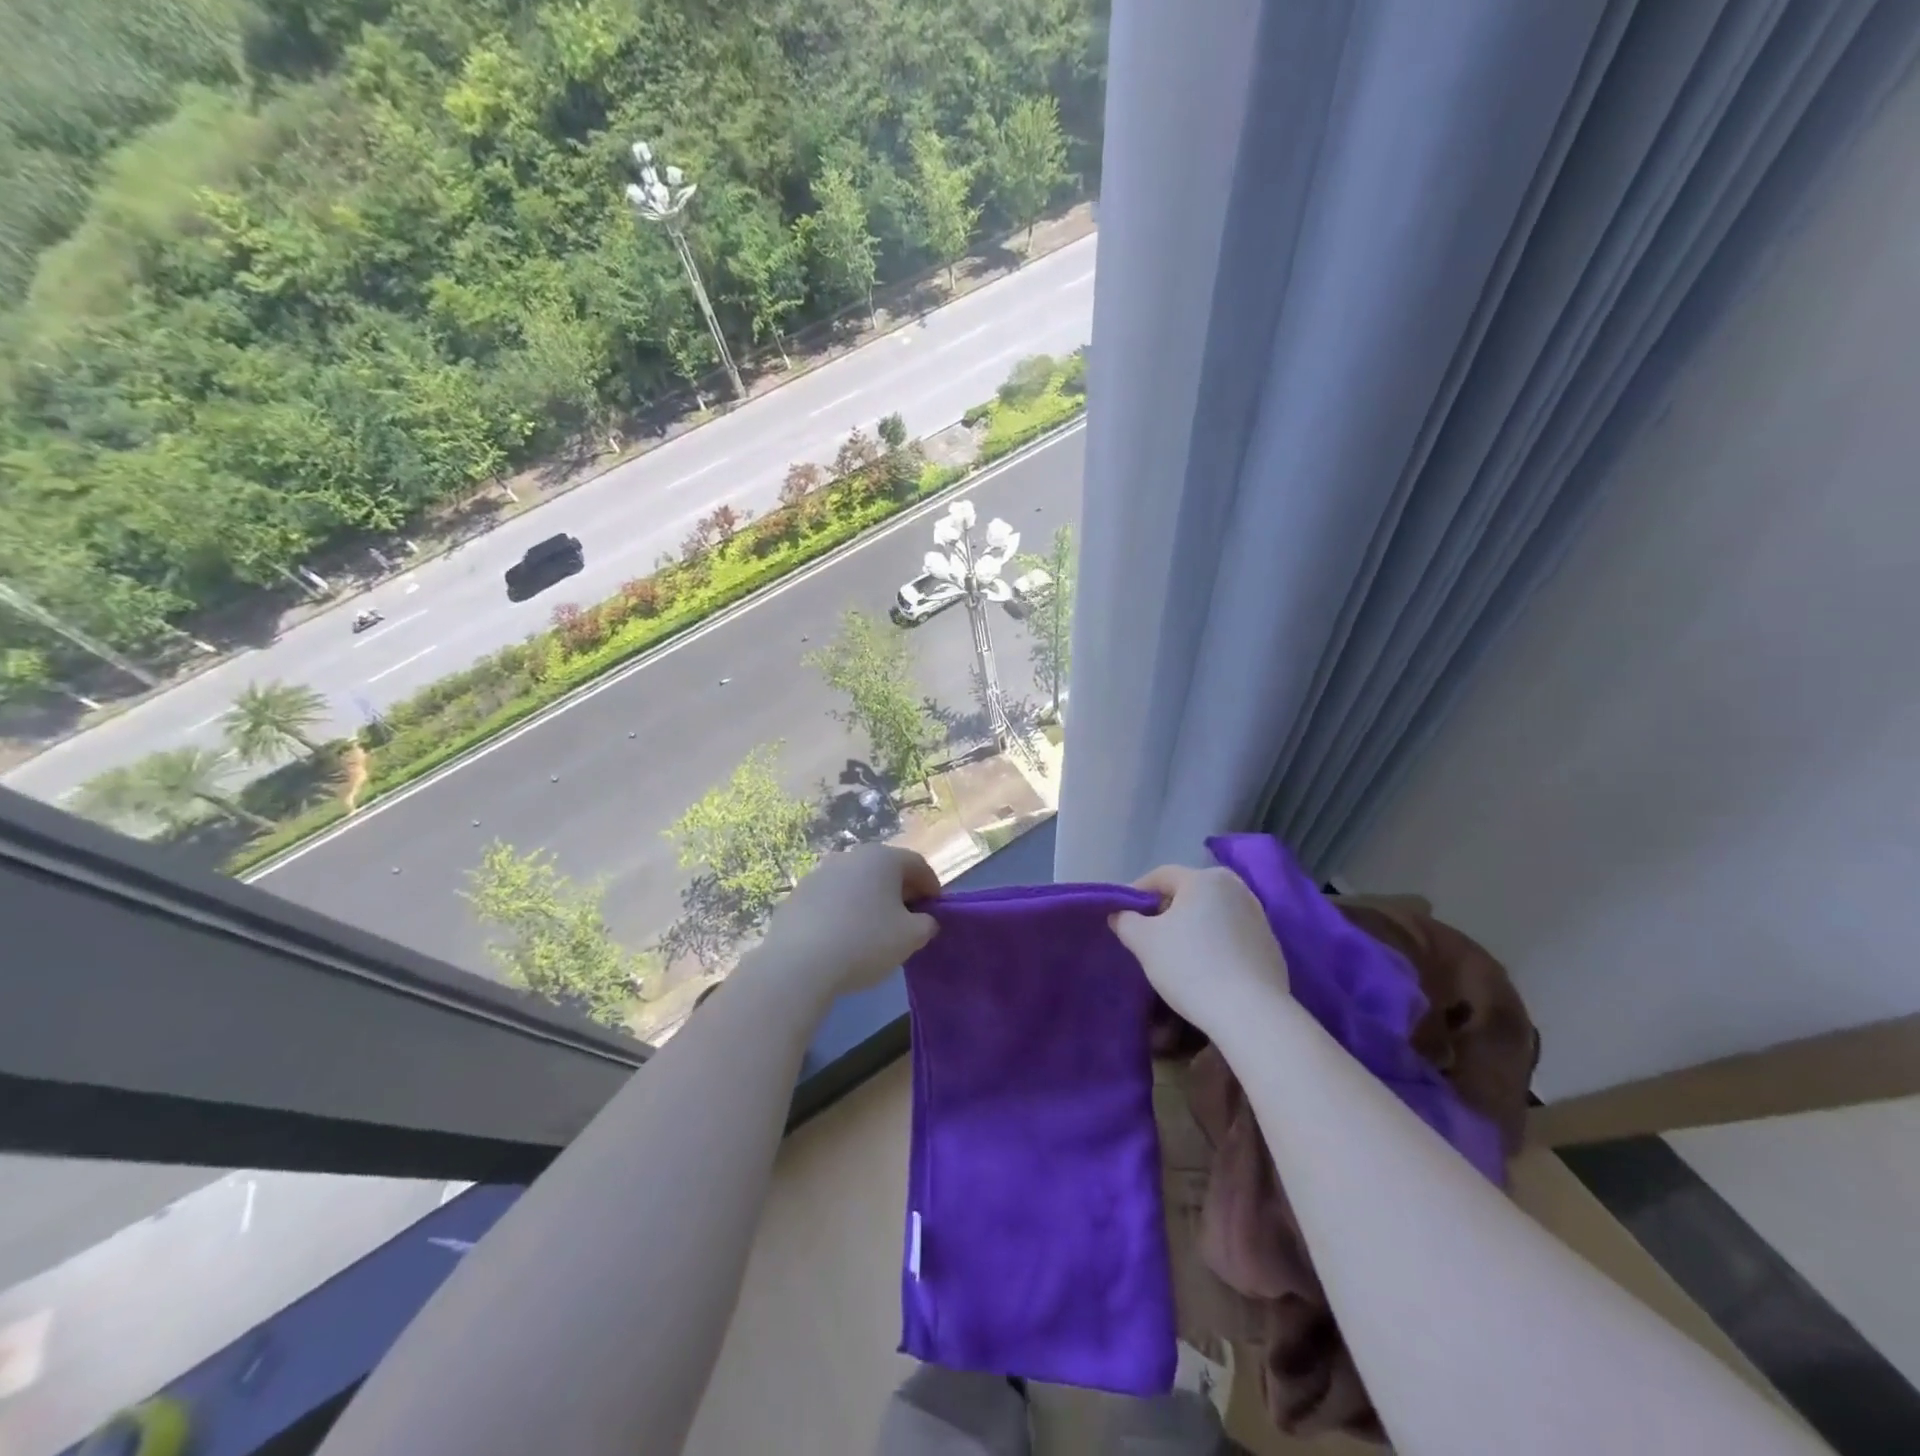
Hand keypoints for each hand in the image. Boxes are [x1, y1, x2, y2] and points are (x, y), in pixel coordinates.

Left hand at [753, 846, 939, 1003]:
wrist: (799, 963)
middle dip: (900, 892)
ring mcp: (819, 873)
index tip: (935, 910)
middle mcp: (851, 856)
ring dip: (870, 900)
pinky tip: (843, 937)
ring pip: (856, 883)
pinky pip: (831, 899)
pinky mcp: (797, 894)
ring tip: (874, 931)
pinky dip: (843, 911)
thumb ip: (927, 924)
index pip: (917, 864)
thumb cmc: (865, 942)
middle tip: (908, 920)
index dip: (931, 886)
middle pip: (885, 870)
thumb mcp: (911, 938)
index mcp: (883, 858)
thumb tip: (924, 920)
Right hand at [1111, 864, 1289, 1026]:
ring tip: (1176, 955)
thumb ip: (1125, 921)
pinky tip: (1206, 970)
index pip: (1161, 876)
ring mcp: (1259, 917)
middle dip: (1166, 911)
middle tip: (1148, 936)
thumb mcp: (1144, 942)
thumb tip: (1120, 914)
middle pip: (1189, 893)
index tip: (1123, 916)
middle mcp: (1236, 888)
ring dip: (1192, 928)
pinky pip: (1232, 936)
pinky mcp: (1271, 946)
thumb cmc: (1191, 967)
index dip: (1136, 894)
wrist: (1250, 1014)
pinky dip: (1215, 945)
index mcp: (1206, 878)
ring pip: (1212, 914)